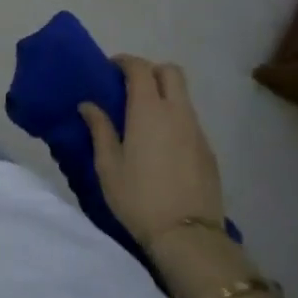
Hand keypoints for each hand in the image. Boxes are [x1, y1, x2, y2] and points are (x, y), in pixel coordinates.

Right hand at [79, 55, 223, 244]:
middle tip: (129, 87)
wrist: (188, 236)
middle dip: (150, 71)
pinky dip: (174, 119)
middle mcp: (177, 113)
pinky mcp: (208, 151)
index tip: (110, 69)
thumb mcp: (108, 165)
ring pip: (183, 97)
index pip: (141, 68)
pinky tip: (160, 144)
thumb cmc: (138, 197)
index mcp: (149, 111)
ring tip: (142, 119)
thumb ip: (99, 129)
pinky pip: (190, 121)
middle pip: (171, 72)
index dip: (125, 62)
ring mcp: (197, 131)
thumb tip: (88, 105)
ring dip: (163, 95)